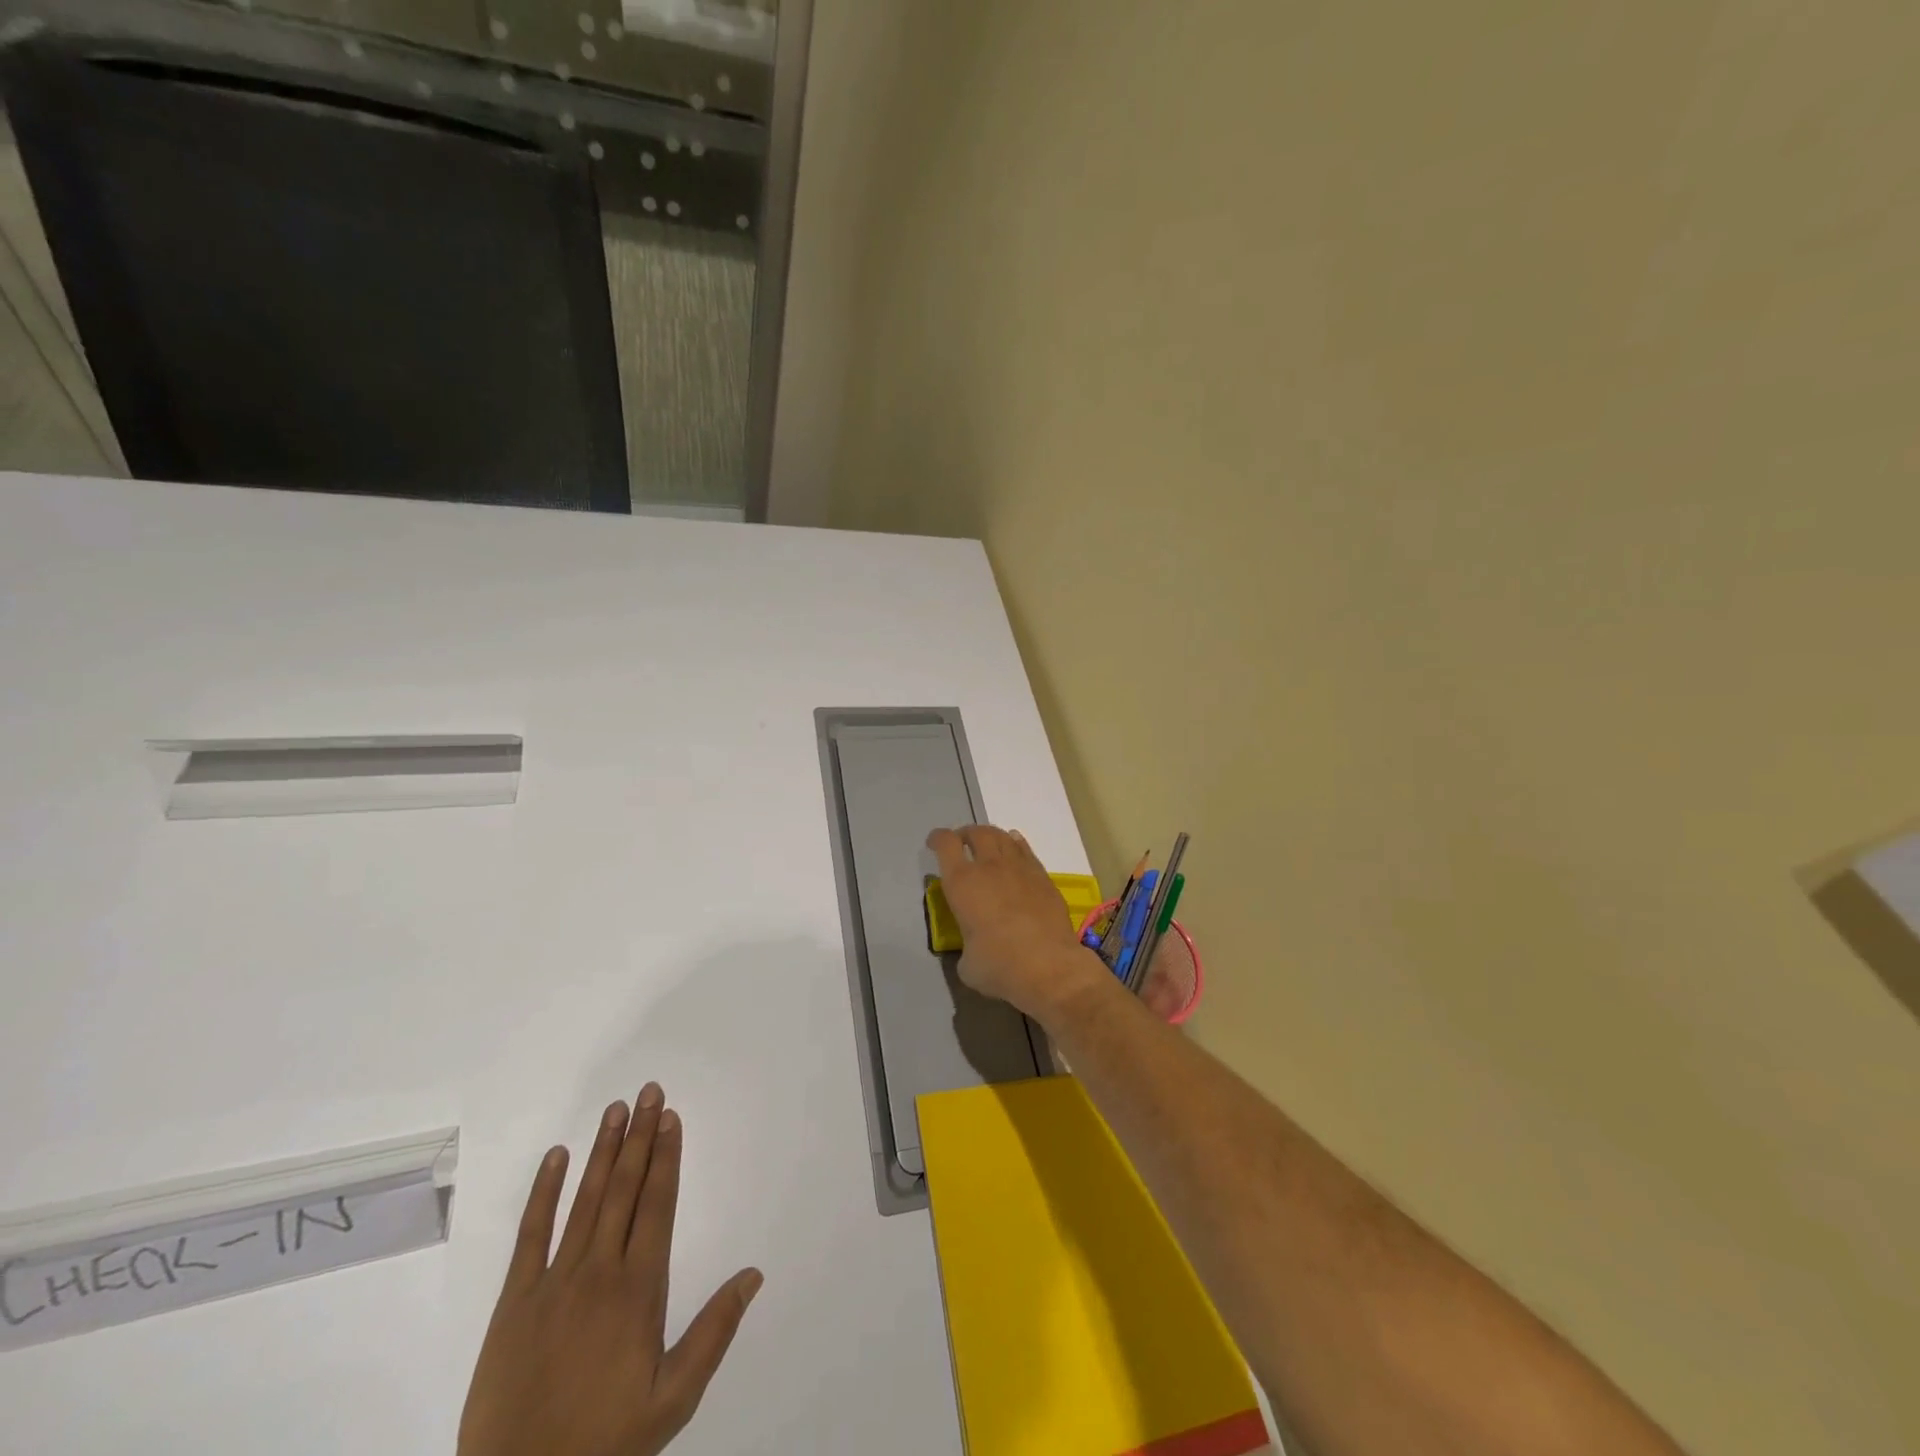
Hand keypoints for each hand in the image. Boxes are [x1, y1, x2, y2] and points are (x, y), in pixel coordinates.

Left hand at [458, 1087, 762, 1455]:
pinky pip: (530, 1234)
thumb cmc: (604, 1446)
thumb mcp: (673, 1400)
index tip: (671, 1117)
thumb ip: (714, 1332)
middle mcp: (598, 1272)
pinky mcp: (513, 1301)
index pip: (658, 1205)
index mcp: (638, 1291)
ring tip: (615, 1109)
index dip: (667, 1157)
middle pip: (624, 1189)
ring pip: (584, 1200)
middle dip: (640, 1137)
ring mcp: (553, 1283)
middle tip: (649, 1092)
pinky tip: (556, 1157)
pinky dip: (544, 1192)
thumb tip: (753, 1274)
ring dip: (602, 1151)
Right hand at [926, 824, 1113, 1023]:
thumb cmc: (999, 966)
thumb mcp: (967, 963)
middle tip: (961, 843)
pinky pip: (1026, 851)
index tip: (934, 844)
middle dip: (965, 834)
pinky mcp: (1043, 878)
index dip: (937, 839)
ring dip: (990, 836)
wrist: (1049, 967)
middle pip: (976, 833)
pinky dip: (1016, 845)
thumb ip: (967, 947)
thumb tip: (976, 950)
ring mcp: (1020, 869)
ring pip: (1003, 837)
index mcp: (962, 883)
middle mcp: (990, 867)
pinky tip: (1015, 850)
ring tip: (987, 844)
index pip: (946, 844)